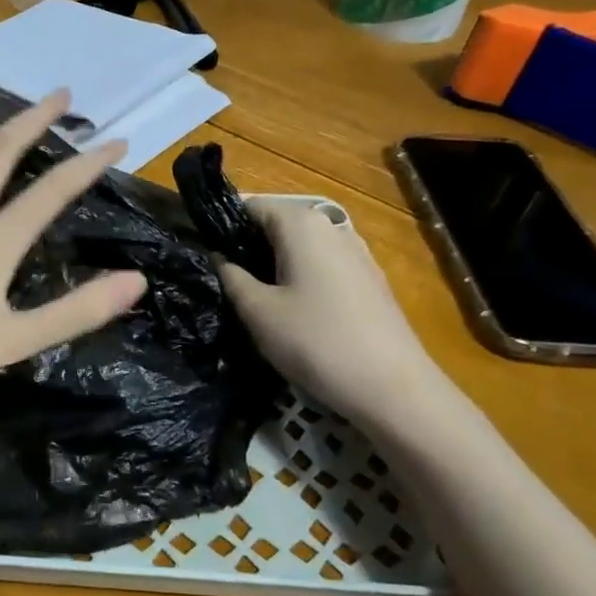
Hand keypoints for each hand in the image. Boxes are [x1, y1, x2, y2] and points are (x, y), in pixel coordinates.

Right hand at [217, 200, 451, 437]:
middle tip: (222, 283)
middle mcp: (331, 227)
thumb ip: (230, 276)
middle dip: (246, 247)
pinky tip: (290, 313)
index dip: (220, 226)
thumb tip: (217, 255)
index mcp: (301, 223)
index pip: (248, 205)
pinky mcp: (368, 281)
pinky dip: (298, 279)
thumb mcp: (257, 311)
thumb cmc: (315, 342)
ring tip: (253, 300)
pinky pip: (320, 267)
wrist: (393, 389)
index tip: (201, 255)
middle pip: (275, 225)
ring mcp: (355, 253)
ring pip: (298, 248)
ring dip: (272, 266)